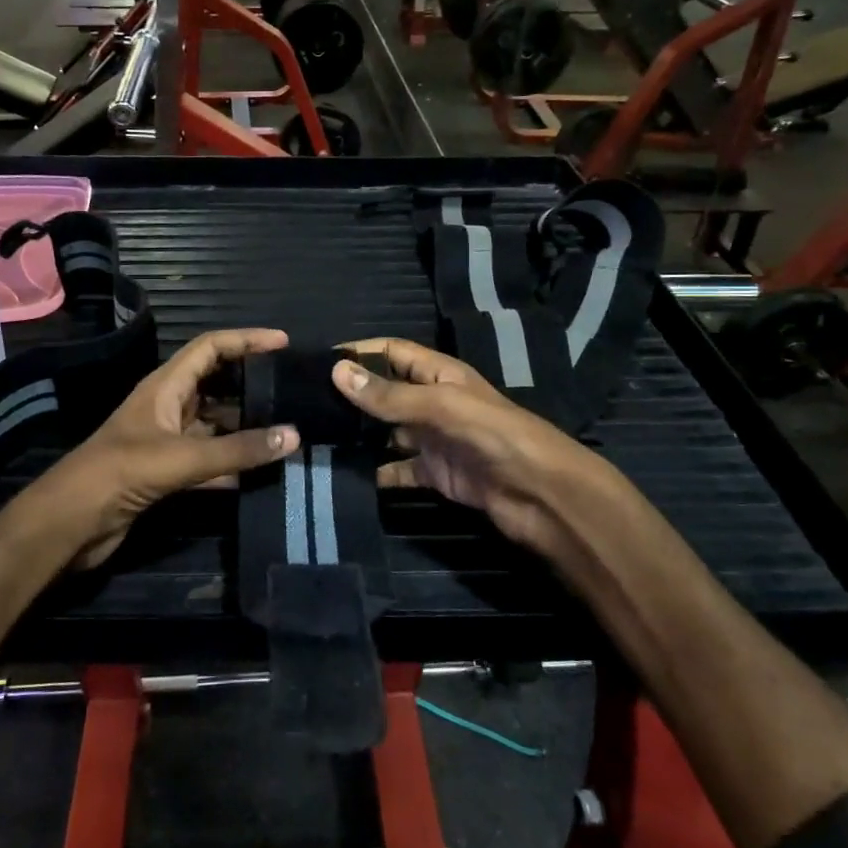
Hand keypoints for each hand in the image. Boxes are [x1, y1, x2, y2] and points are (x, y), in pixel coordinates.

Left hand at [36, 329, 301, 568]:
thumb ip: (237, 449)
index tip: (283, 343)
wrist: (71, 522)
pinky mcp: (166, 473)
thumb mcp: (182, 457)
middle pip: (216, 384)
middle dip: (251, 383)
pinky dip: (233, 463)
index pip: (210, 348)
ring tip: (287, 429)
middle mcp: (167, 407)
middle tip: (292, 388)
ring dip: (246, 427)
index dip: (245, 340)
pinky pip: (209, 460)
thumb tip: (293, 436)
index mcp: (165, 386)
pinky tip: (262, 471)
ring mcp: (167, 441)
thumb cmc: (121, 472)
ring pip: (215, 425)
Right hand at [332, 339, 615, 565]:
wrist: (542, 495)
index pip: (392, 352)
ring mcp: (434, 440)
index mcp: (440, 375)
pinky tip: (345, 475)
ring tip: (315, 439)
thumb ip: (389, 394)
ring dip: (358, 435)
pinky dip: (375, 472)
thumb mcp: (441, 406)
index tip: (317, 362)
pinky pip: (398, 469)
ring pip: (387, 432)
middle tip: (305, 405)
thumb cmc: (496, 436)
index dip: (359, 352)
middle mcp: (434, 403)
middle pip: (386, 392)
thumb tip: (336, 370)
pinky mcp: (435, 474)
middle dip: (352, 396)